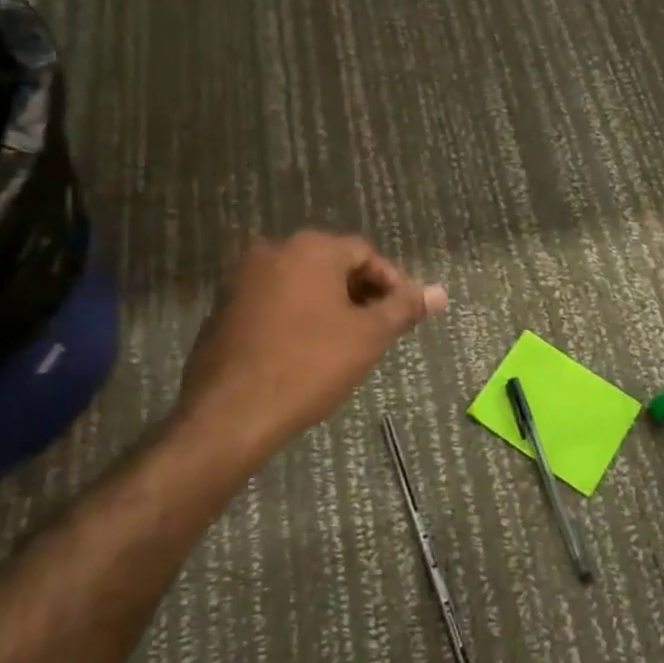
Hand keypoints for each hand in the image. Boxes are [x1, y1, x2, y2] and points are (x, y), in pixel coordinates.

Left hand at [174, 230, 447, 452]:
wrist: (230, 413)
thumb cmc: (309, 366)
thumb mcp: (368, 336)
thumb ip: (404, 308)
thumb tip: (440, 293)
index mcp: (311, 248)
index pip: (365, 253)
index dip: (391, 283)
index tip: (402, 316)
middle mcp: (274, 250)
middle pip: (332, 264)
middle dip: (360, 293)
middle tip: (377, 330)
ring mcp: (242, 278)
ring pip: (301, 282)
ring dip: (329, 304)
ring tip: (346, 343)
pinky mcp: (223, 307)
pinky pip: (274, 300)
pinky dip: (296, 315)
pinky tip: (305, 350)